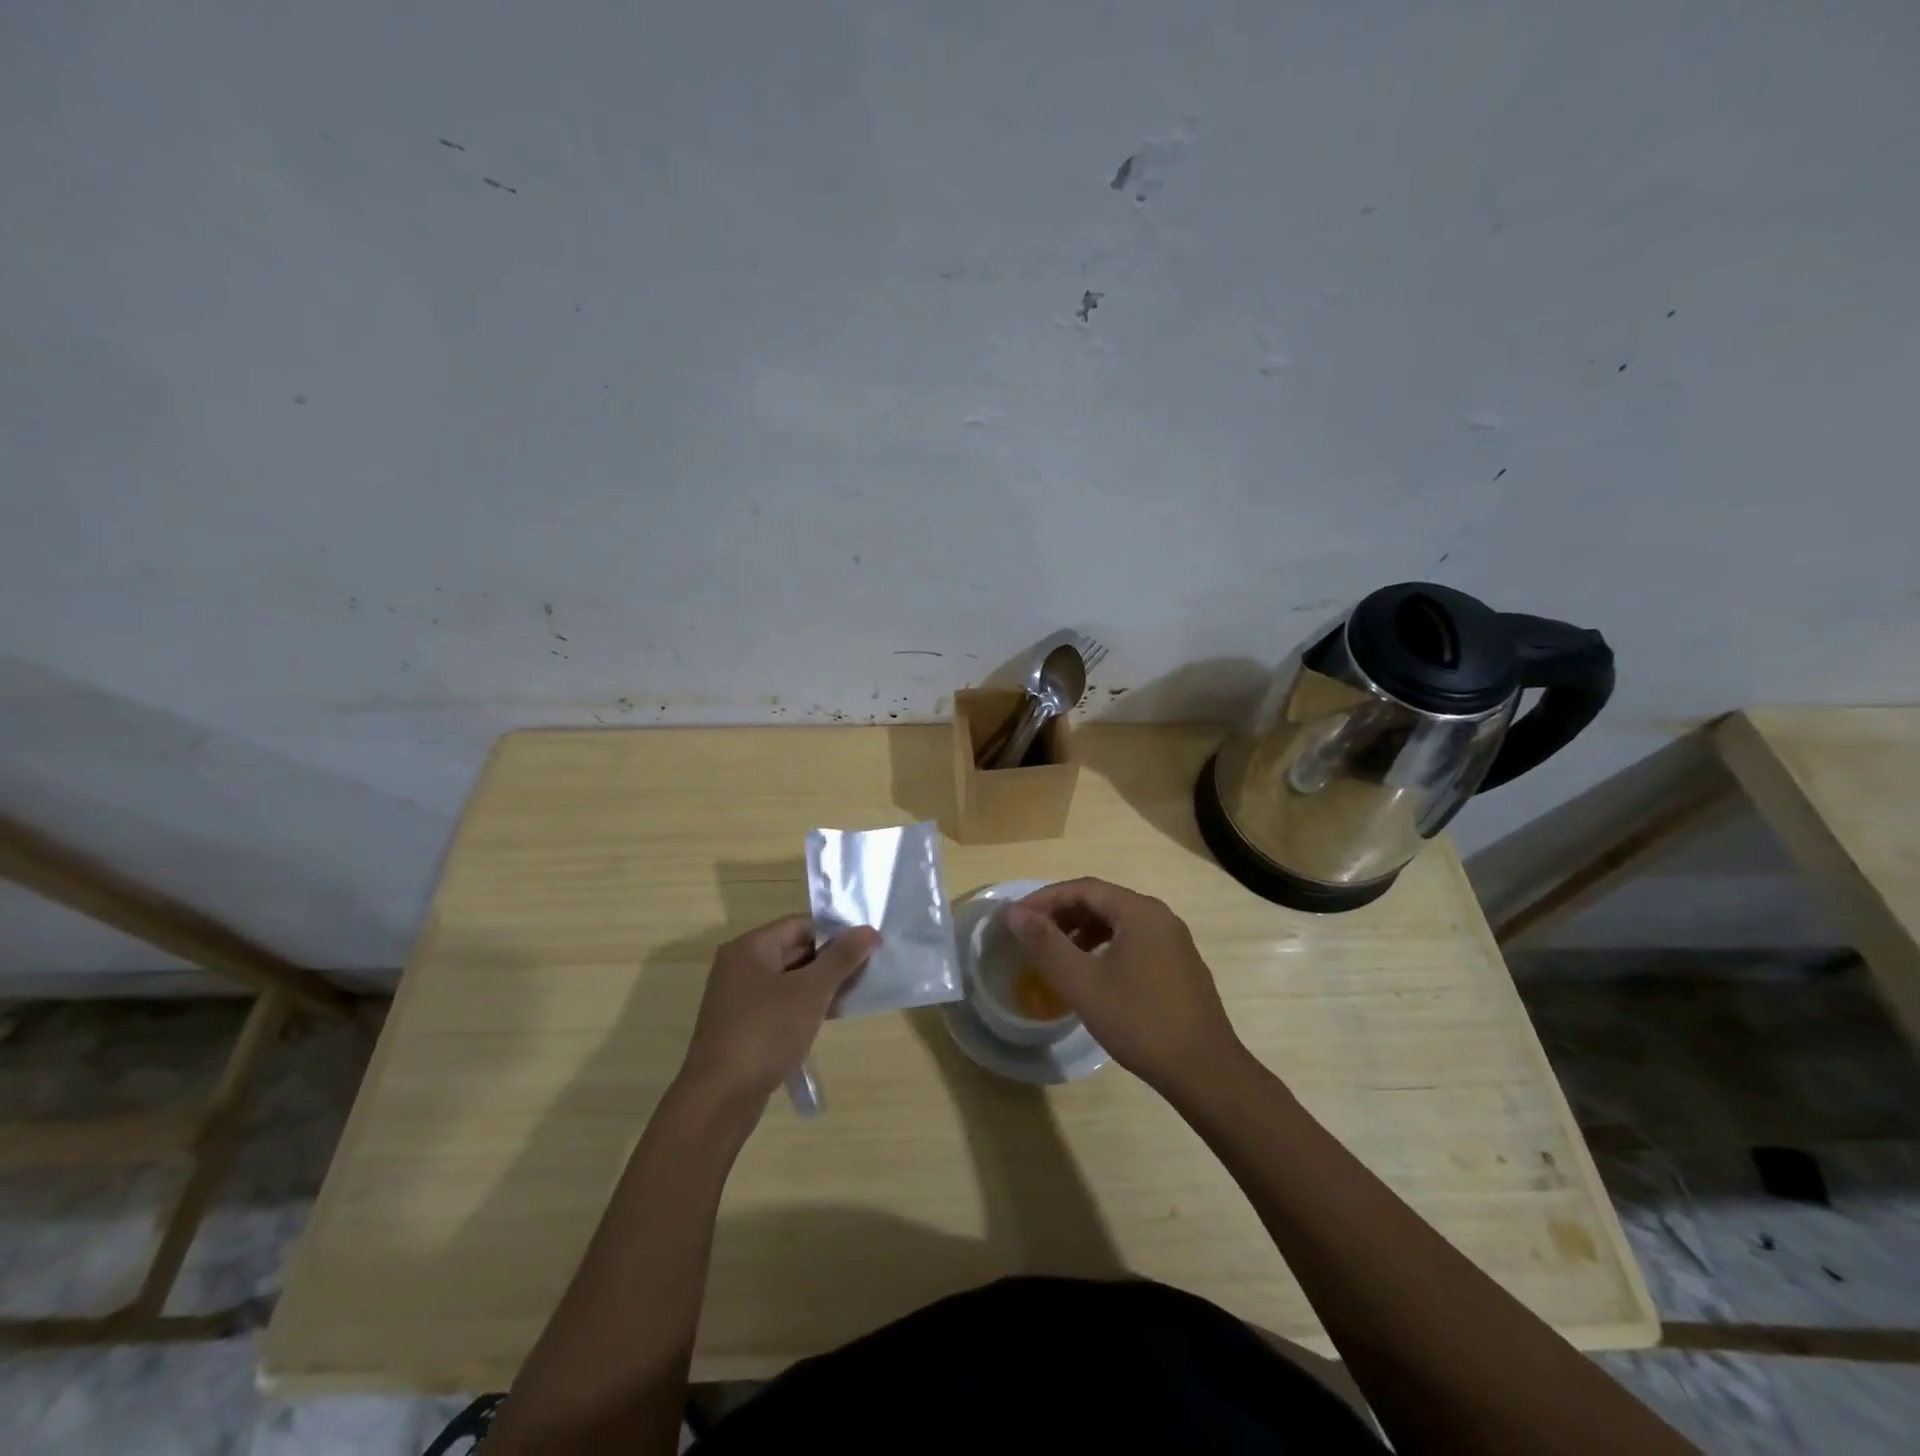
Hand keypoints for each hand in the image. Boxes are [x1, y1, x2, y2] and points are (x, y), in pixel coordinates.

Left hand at [678, 915, 879, 1103]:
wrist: (720, 1098)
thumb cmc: (766, 1032)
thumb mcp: (811, 991)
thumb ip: (842, 958)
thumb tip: (870, 930)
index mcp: (750, 947)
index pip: (801, 924)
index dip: (835, 933)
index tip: (866, 947)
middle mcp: (740, 966)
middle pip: (794, 949)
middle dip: (830, 960)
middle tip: (866, 971)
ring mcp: (739, 997)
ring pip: (789, 979)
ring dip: (820, 985)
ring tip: (853, 994)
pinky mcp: (742, 1025)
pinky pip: (780, 1003)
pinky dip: (804, 1005)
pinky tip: (829, 1017)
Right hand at [1006, 878, 1242, 1093]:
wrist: (1204, 1071)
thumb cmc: (1139, 1022)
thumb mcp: (1082, 983)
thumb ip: (1046, 944)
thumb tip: (1015, 913)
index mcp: (1139, 911)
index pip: (1083, 888)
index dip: (1045, 899)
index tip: (1017, 918)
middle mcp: (1160, 916)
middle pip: (1102, 901)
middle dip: (1063, 914)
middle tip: (1033, 936)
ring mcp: (1174, 941)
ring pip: (1118, 922)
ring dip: (1083, 931)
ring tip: (1058, 955)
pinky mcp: (1180, 965)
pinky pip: (1135, 941)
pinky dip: (1106, 946)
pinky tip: (1094, 974)